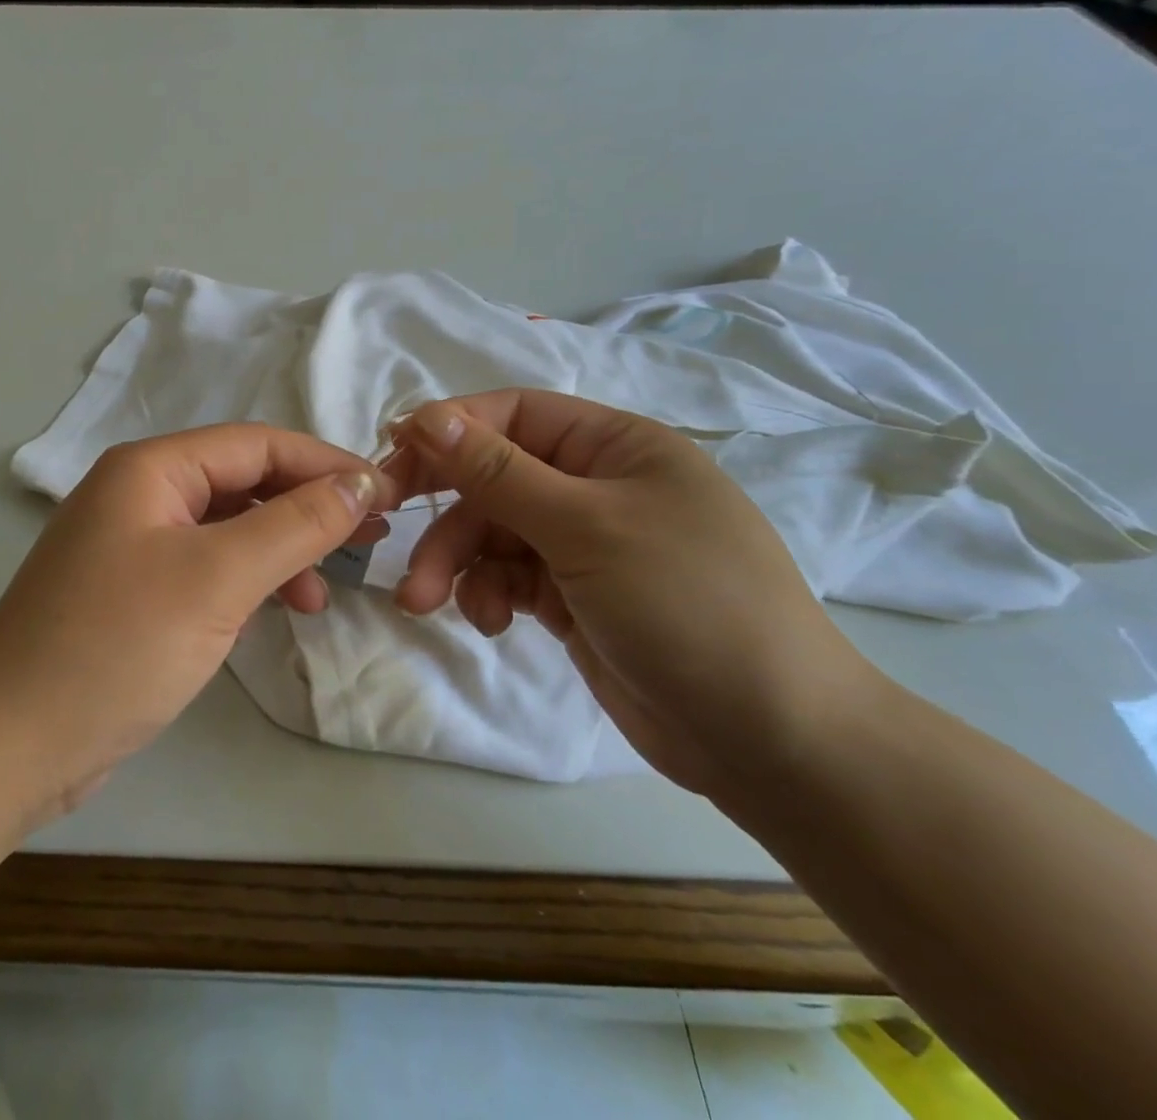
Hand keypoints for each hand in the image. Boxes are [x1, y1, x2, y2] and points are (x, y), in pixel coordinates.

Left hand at [0, 425, 391, 819]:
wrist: (11, 744)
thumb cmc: (117, 646)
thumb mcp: (218, 578)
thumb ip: (295, 524)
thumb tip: (359, 482)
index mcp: (151, 469)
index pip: (257, 444)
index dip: (325, 465)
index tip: (386, 495)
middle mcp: (139, 493)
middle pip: (243, 481)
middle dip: (307, 507)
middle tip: (368, 539)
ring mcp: (133, 543)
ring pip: (228, 527)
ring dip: (281, 549)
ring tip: (323, 592)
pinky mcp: (134, 591)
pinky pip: (207, 566)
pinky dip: (248, 581)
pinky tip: (276, 610)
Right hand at [386, 391, 875, 795]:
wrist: (771, 741)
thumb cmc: (686, 604)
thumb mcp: (585, 526)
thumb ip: (498, 471)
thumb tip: (425, 415)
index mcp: (615, 446)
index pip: (514, 415)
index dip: (450, 429)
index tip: (391, 456)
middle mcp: (597, 486)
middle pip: (494, 476)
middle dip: (444, 508)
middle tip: (385, 524)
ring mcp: (584, 544)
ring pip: (492, 532)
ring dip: (454, 562)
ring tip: (424, 601)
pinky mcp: (572, 596)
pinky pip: (508, 577)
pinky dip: (487, 593)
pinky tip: (488, 622)